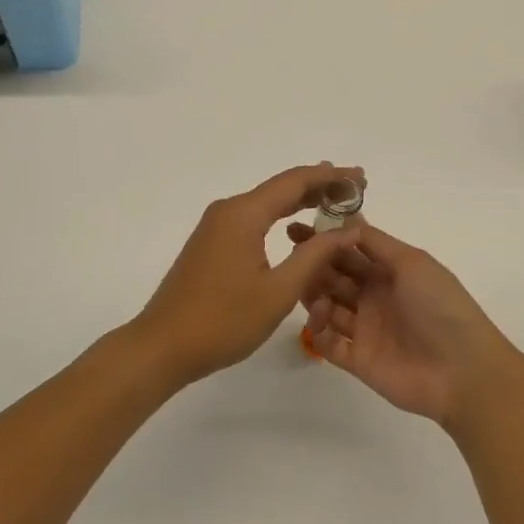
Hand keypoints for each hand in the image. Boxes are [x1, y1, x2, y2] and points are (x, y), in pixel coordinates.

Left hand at [129, 163, 365, 385]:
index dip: (331, 177)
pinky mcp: (211, 244)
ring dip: (300, 202)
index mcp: (244, 214)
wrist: (162, 346)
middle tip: (356, 190)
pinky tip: (297, 228)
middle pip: (280, 188)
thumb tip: (349, 229)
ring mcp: (216, 227)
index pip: (295, 181)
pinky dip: (280, 217)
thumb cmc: (223, 320)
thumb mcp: (278, 291)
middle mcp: (228, 210)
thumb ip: (315, 256)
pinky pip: (253, 219)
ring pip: (266, 204)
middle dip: (319, 186)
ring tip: (335, 204)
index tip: (361, 177)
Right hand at [285, 222, 523, 428]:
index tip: (296, 228)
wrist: (462, 370)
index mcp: (390, 270)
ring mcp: (365, 328)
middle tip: (292, 258)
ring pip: (327, 306)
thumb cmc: (440, 306)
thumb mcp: (412, 262)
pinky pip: (328, 343)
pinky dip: (318, 331)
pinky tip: (318, 321)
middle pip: (334, 275)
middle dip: (313, 264)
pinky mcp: (358, 359)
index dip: (325, 238)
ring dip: (313, 295)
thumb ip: (376, 242)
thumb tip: (345, 220)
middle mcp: (374, 296)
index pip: (350, 249)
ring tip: (306, 290)